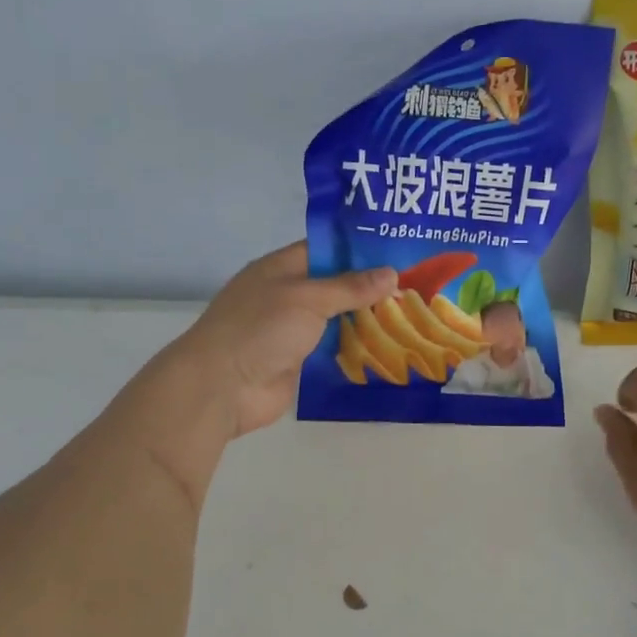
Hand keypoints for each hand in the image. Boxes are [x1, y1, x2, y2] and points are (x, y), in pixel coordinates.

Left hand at [170, 242, 394, 437]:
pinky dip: (355, 347)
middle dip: (370, 286)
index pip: (325, 249)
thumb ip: (350, 287)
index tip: (398, 250)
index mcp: (280, 268)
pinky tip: (389, 345)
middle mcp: (286, 295)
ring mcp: (291, 330)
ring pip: (336, 319)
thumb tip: (391, 273)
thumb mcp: (308, 298)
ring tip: (411, 313)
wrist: (222, 387)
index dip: (359, 248)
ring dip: (366, 319)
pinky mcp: (298, 362)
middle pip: (334, 285)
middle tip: (414, 284)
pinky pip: (332, 349)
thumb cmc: (260, 329)